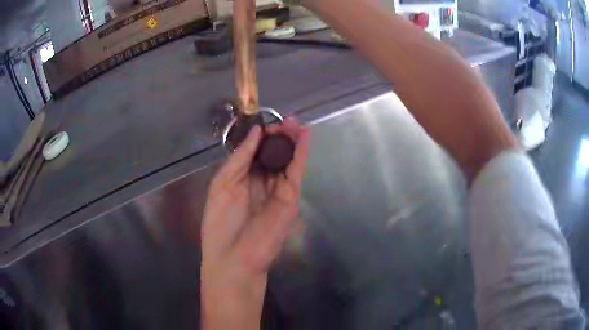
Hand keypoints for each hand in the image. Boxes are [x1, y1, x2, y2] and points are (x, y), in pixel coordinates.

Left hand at [201, 118, 310, 329]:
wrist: (234, 257)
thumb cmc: (220, 222)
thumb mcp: (223, 184)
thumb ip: (240, 157)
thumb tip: (256, 131)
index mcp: (241, 179)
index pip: (254, 152)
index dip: (261, 136)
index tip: (266, 122)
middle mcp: (260, 182)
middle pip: (273, 154)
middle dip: (279, 136)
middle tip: (286, 120)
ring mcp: (277, 190)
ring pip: (286, 160)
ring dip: (292, 141)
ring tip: (296, 122)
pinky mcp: (290, 198)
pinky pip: (296, 172)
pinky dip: (301, 154)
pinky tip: (304, 137)